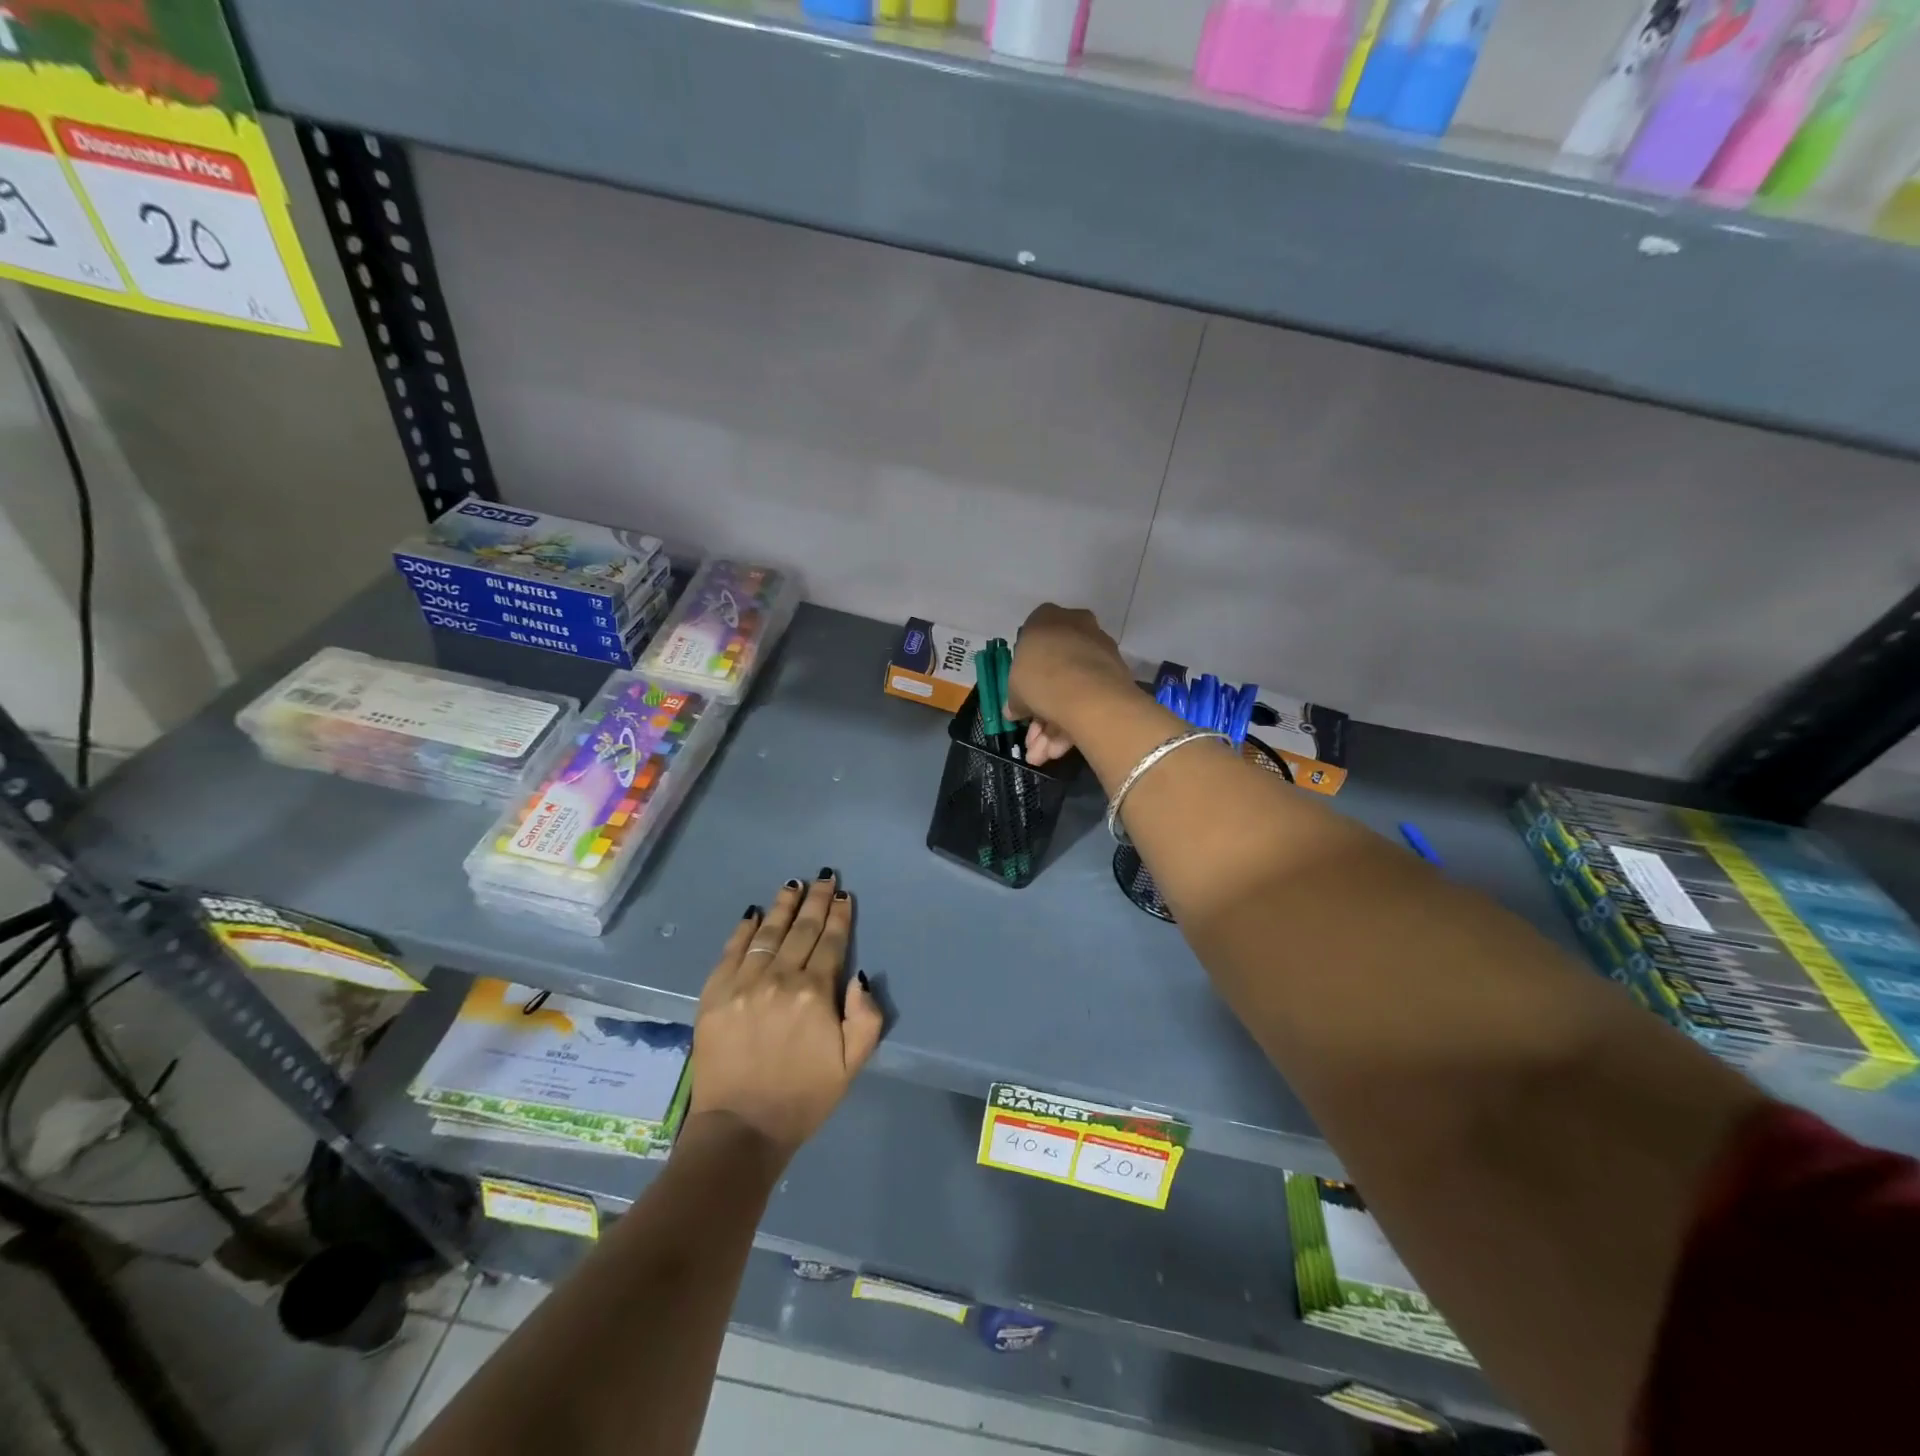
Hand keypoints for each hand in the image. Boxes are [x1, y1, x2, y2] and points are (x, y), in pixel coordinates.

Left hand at [689, 872, 882, 1162]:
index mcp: (814, 993)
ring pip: (768, 933)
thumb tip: (859, 976)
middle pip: (801, 930)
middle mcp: (779, 978)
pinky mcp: (714, 994)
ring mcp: (743, 983)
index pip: (830, 943)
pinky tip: (754, 913)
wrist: (741, 1129)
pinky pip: (732, 951)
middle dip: (815, 901)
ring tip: (793, 884)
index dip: (839, 916)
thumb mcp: (852, 1064)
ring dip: (783, 906)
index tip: (844, 895)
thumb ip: (866, 1017)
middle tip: (824, 877)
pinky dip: (744, 929)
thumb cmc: (803, 1097)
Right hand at [1006, 604, 1135, 766]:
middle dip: (1039, 712)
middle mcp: (1077, 627)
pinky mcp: (1116, 675)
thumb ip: (1014, 698)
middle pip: (1053, 672)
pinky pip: (1087, 699)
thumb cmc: (1040, 677)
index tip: (1020, 696)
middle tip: (1030, 740)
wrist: (1085, 692)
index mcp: (1047, 618)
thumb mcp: (1014, 687)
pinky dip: (1071, 726)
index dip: (1024, 673)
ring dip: (1052, 728)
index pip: (1032, 639)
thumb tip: (1014, 710)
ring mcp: (1099, 652)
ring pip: (1070, 690)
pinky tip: (1057, 752)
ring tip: (1041, 756)